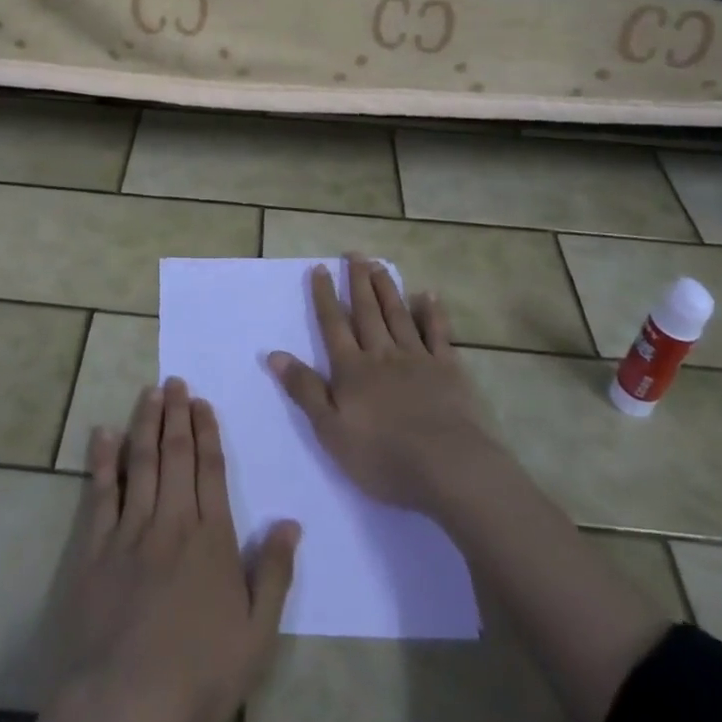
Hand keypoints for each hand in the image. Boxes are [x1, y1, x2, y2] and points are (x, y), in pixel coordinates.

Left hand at [42, 380, 298, 721]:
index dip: (207, 432)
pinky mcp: (95, 548)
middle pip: (175, 456)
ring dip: (145, 424)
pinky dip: (103, 460)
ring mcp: (130, 531)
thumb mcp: (257, 637)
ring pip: (140, 463)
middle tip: (174, 381)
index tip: (202, 402)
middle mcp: (171, 522)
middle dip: (176, 415)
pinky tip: (103, 434)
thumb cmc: (199, 675)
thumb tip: (290, 522)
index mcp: (211, 539)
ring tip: (149, 392)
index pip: (210, 470)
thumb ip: (275, 574)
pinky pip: (100, 493)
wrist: (125, 705)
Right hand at [268, 255, 503, 515]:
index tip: (319, 268)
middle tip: (353, 254)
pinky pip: (438, 333)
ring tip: (379, 265)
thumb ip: (304, 389)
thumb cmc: (382, 456)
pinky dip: (432, 312)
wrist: (447, 466)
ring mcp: (417, 359)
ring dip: (387, 288)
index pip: (333, 325)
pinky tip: (428, 295)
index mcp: (352, 370)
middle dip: (358, 281)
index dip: (324, 296)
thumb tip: (274, 354)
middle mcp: (382, 355)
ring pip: (398, 315)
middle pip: (367, 311)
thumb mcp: (330, 430)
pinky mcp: (448, 370)